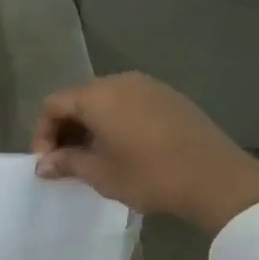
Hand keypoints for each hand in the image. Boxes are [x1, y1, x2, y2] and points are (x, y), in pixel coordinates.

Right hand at [32, 72, 258, 233]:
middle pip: (80, 98)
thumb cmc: (149, 175)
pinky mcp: (171, 98)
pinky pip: (131, 104)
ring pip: (106, 101)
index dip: (43, 133)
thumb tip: (43, 164)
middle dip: (67, 129)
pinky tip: (125, 150)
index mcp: (98, 96)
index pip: (54, 104)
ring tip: (94, 159)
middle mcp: (121, 81)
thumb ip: (67, 163)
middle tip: (67, 162)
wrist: (215, 178)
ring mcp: (150, 86)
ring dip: (92, 127)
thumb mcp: (101, 174)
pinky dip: (117, 123)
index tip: (48, 164)